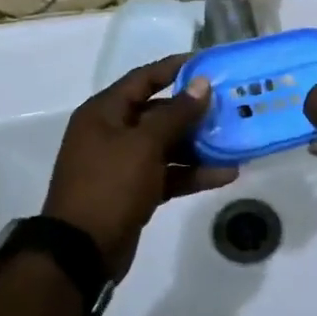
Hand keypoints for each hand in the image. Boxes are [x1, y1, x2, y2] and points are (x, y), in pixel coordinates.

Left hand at [43, 55, 237, 277]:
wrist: (81, 252)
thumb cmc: (109, 185)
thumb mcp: (144, 144)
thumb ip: (176, 113)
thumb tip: (202, 83)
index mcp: (104, 112)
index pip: (144, 78)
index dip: (174, 68)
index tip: (207, 63)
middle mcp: (112, 132)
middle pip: (158, 112)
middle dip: (193, 111)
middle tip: (230, 105)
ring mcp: (123, 163)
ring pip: (166, 145)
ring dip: (198, 145)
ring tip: (235, 140)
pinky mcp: (134, 191)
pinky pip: (168, 173)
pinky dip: (192, 173)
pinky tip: (225, 174)